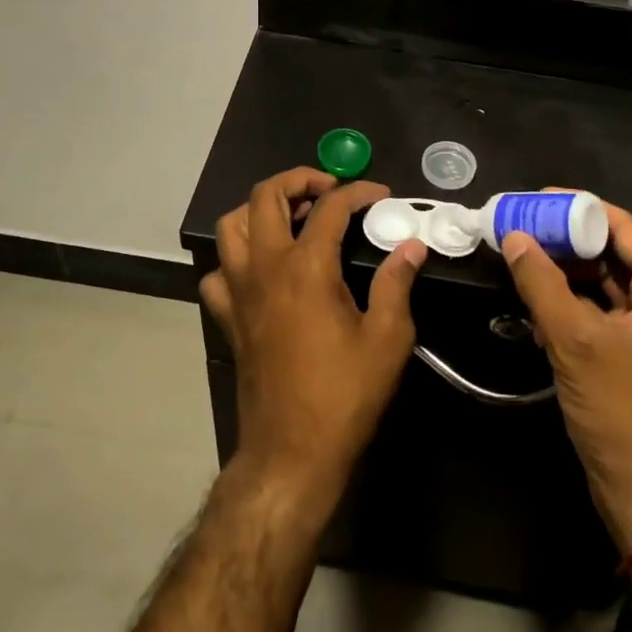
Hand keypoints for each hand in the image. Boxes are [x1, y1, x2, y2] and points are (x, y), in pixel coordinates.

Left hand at [200, 169, 425, 506]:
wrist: (292, 451)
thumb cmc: (344, 395)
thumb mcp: (387, 339)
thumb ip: (397, 283)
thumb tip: (412, 247)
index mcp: (306, 267)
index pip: (330, 207)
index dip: (358, 192)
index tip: (381, 195)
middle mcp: (265, 267)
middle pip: (264, 196)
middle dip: (297, 180)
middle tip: (328, 190)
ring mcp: (239, 291)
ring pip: (231, 226)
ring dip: (259, 210)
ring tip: (292, 218)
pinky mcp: (228, 317)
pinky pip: (219, 272)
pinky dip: (236, 259)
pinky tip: (262, 270)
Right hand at [501, 200, 631, 549]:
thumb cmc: (620, 408)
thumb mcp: (573, 339)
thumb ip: (541, 282)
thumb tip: (514, 236)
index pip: (625, 229)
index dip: (580, 208)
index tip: (536, 198)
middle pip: (614, 254)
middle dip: (566, 241)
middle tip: (521, 225)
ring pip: (604, 284)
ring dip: (564, 273)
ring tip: (521, 256)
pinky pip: (600, 313)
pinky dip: (569, 303)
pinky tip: (534, 300)